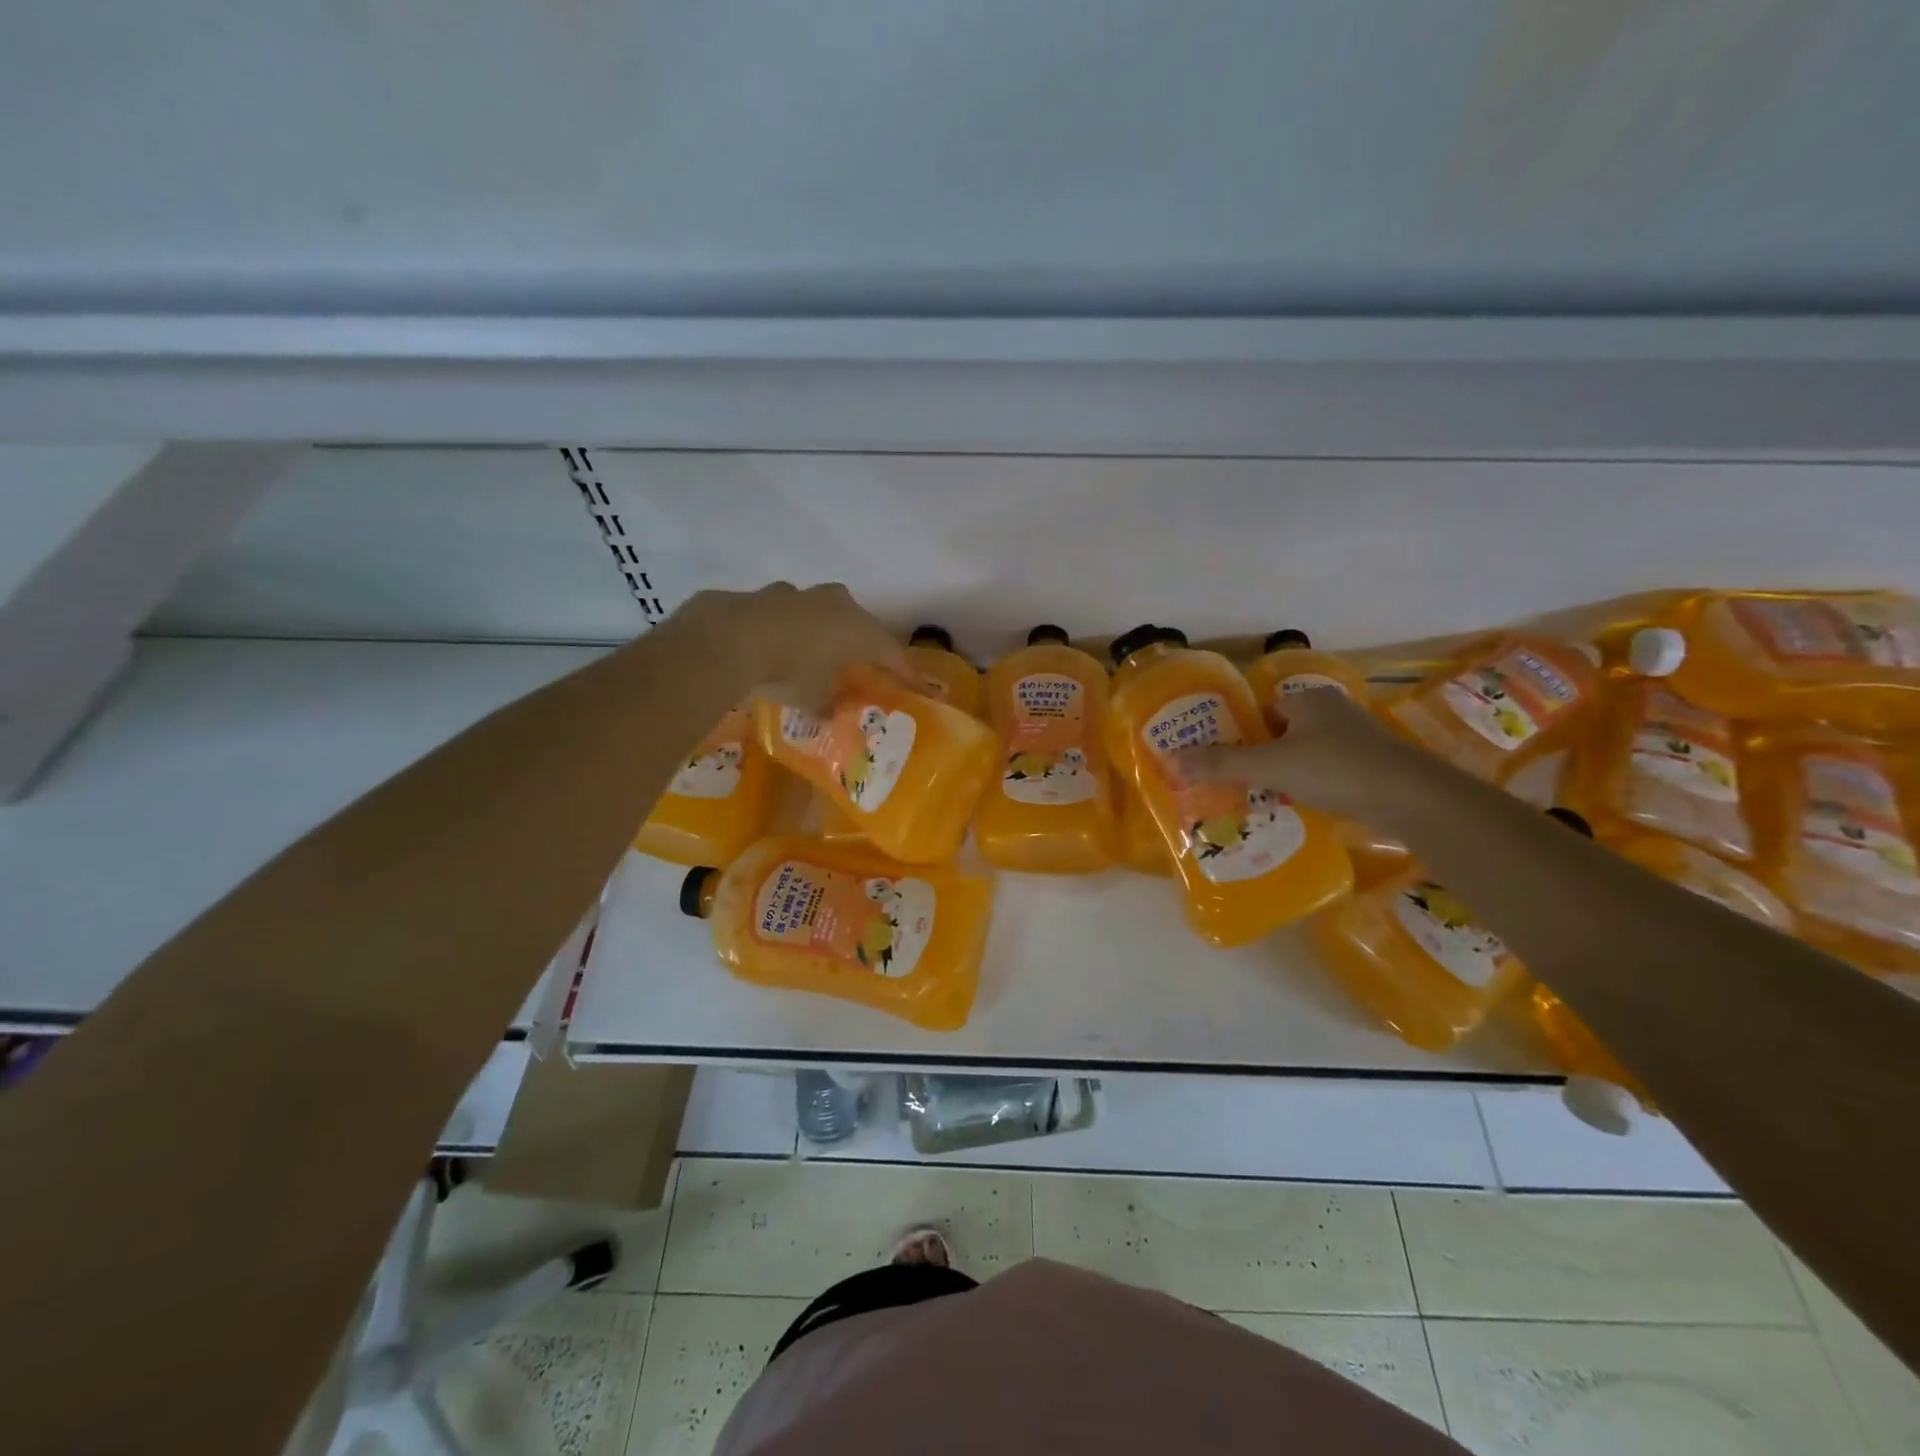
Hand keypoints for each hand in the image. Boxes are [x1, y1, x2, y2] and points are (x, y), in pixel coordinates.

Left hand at [659, 582, 912, 712]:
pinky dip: (789, 627)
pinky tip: (778, 642)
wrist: (730, 638)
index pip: (892, 652)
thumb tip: (830, 713)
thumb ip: (827, 705)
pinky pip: (789, 612)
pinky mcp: (767, 593)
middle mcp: (838, 605)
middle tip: (862, 663)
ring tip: (817, 651)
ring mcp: (802, 594)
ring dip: (824, 629)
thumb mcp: (814, 699)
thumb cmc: (789, 671)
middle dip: (862, 644)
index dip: (904, 671)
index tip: (915, 685)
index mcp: (860, 631)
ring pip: (824, 611)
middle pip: (860, 624)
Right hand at [1179, 687, 1408, 821]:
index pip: (1263, 710)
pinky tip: (1301, 806)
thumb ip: (1220, 764)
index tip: (1223, 757)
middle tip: (1237, 782)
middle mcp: (1333, 711)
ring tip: (1263, 798)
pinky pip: (1329, 772)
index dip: (1241, 732)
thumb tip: (1170, 759)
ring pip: (1307, 753)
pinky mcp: (1373, 766)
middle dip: (1262, 755)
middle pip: (1284, 731)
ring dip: (1287, 773)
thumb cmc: (1333, 769)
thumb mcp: (1268, 766)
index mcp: (1307, 699)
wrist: (1408, 797)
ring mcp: (1357, 739)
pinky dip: (1313, 786)